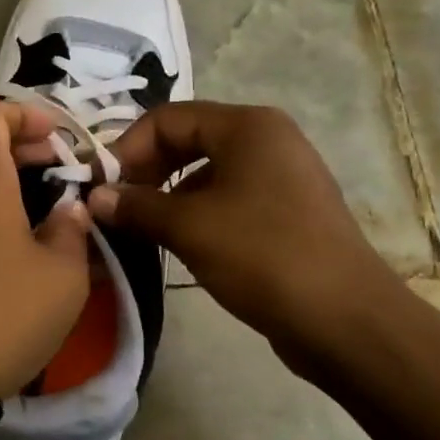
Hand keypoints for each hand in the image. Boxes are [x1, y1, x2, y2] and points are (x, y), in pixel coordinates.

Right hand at [87, 101, 405, 376]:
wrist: (346, 321)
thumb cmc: (263, 256)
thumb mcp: (189, 228)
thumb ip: (136, 206)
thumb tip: (94, 198)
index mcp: (247, 127)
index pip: (166, 118)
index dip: (126, 148)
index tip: (100, 187)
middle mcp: (267, 140)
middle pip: (186, 140)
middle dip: (145, 172)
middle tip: (117, 208)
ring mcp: (281, 177)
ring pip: (206, 173)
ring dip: (167, 197)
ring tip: (142, 231)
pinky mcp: (287, 212)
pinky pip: (228, 199)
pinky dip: (196, 215)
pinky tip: (180, 246)